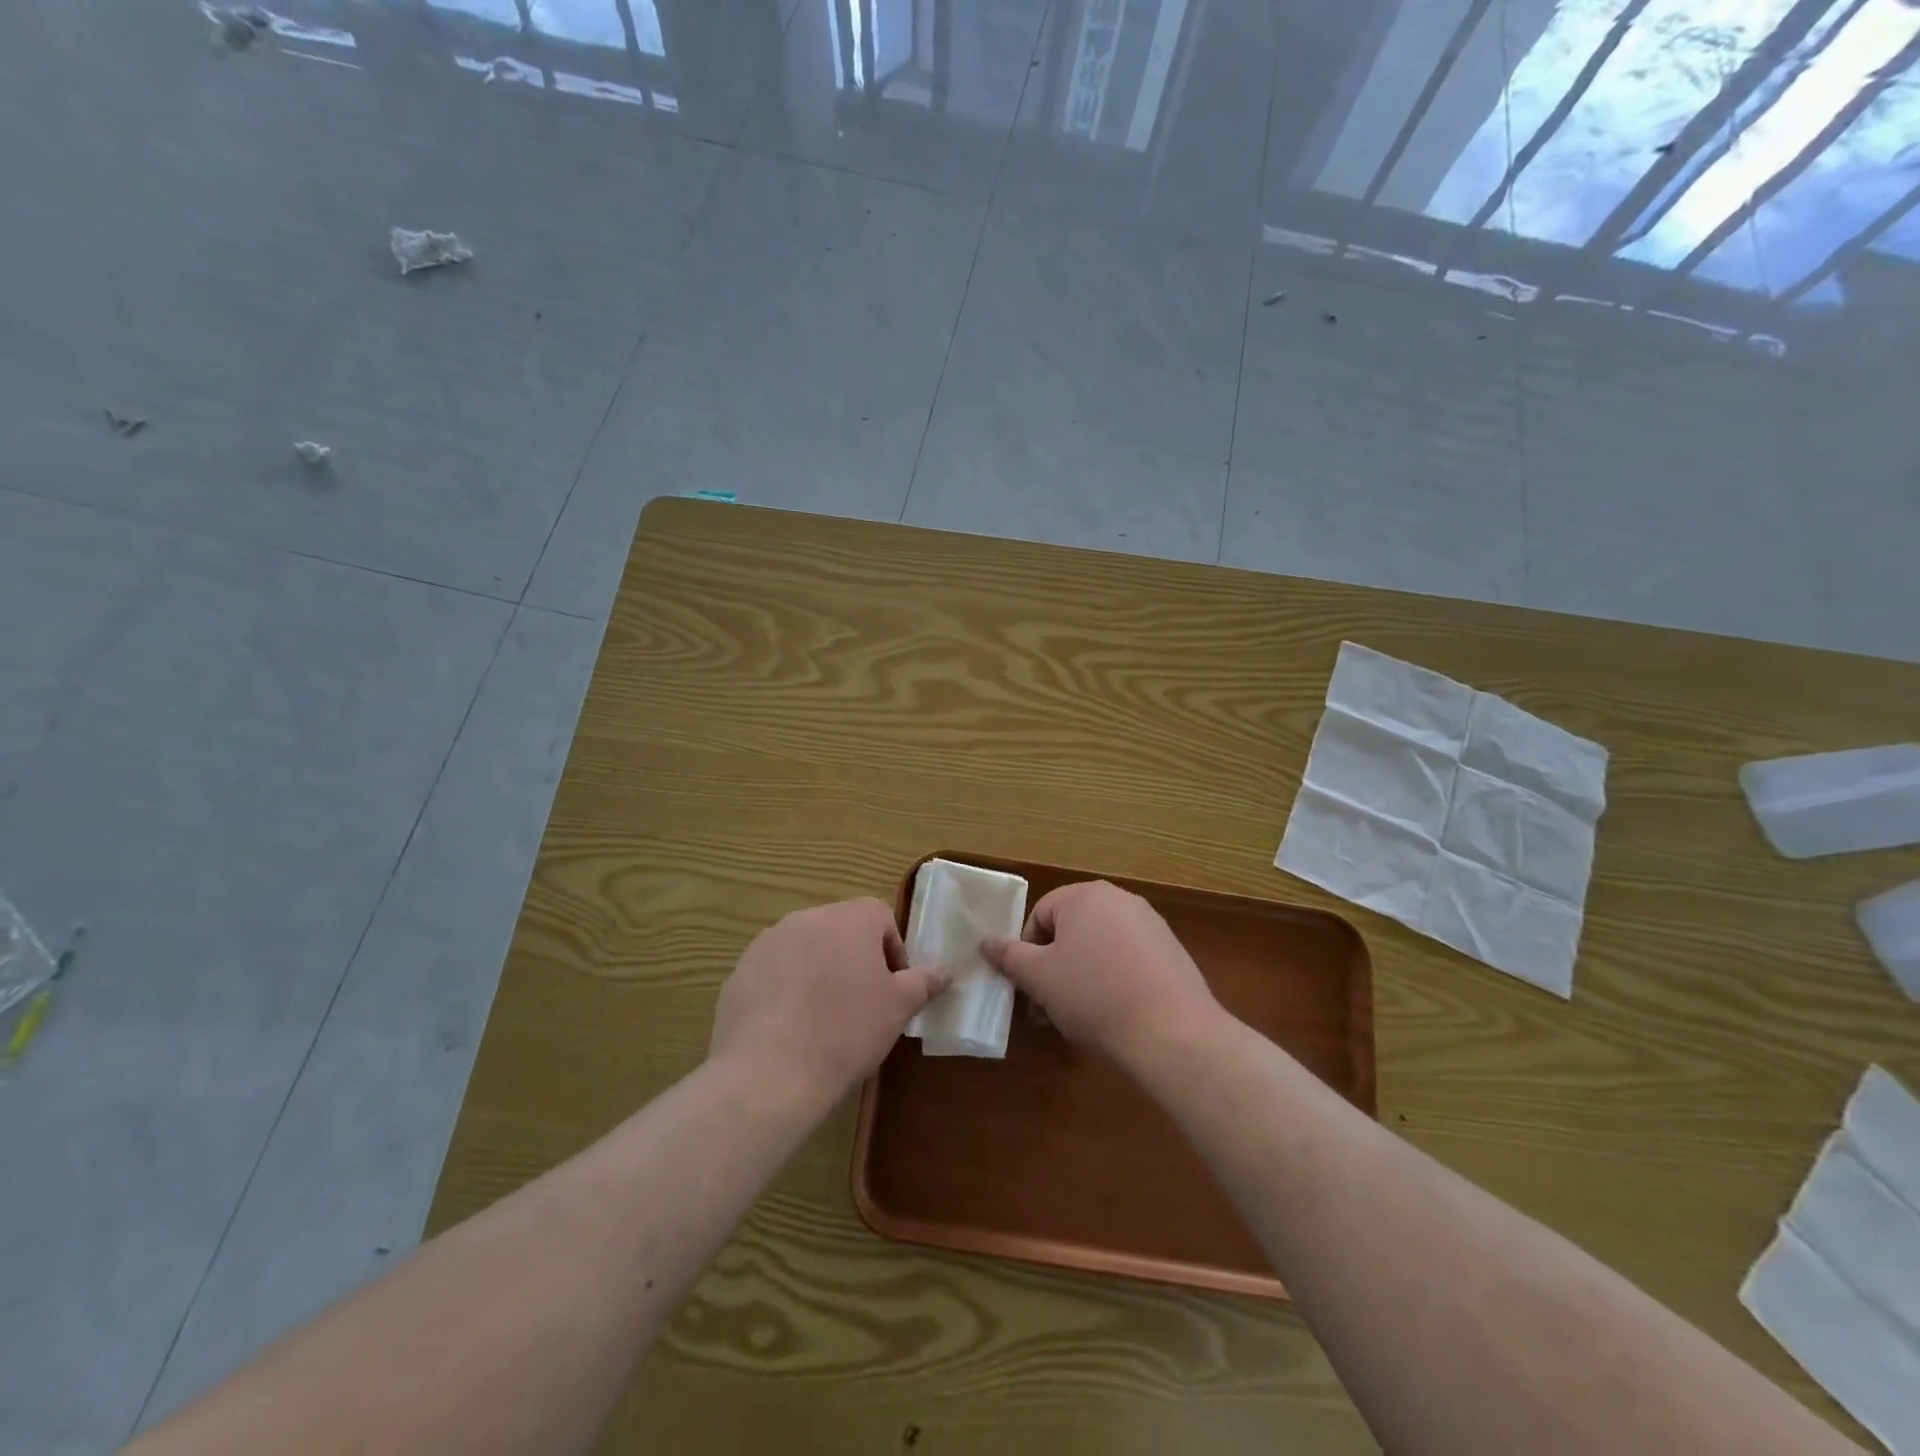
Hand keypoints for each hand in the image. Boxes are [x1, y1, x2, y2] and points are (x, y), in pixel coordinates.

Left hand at [709, 898, 947, 1107]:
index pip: (880, 917)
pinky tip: (789, 1029)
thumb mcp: (898, 1008)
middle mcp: (807, 918)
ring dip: (818, 971)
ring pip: (805, 949)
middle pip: (840, 929)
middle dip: (853, 959)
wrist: (769, 1074)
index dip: (892, 951)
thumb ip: (923, 982)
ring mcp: (768, 943)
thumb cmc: (846, 1032)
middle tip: (860, 1004)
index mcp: (850, 919)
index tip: (892, 988)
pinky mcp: (740, 971)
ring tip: (822, 1018)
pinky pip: (773, 972)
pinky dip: (784, 990)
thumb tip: (944, 969)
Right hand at [982, 881, 1222, 1072]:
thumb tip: (985, 941)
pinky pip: (1128, 959)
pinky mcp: (1171, 951)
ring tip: (1079, 1017)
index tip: (1030, 989)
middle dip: (1053, 967)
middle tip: (1047, 1009)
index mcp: (1085, 896)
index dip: (1027, 953)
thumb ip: (1009, 956)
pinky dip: (1113, 980)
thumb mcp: (1040, 978)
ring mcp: (1151, 924)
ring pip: (1098, 946)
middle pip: (1070, 930)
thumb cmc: (1095, 996)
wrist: (1173, 1032)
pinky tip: (1115, 1014)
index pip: (1040, 915)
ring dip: (1080, 976)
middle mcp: (1120, 899)